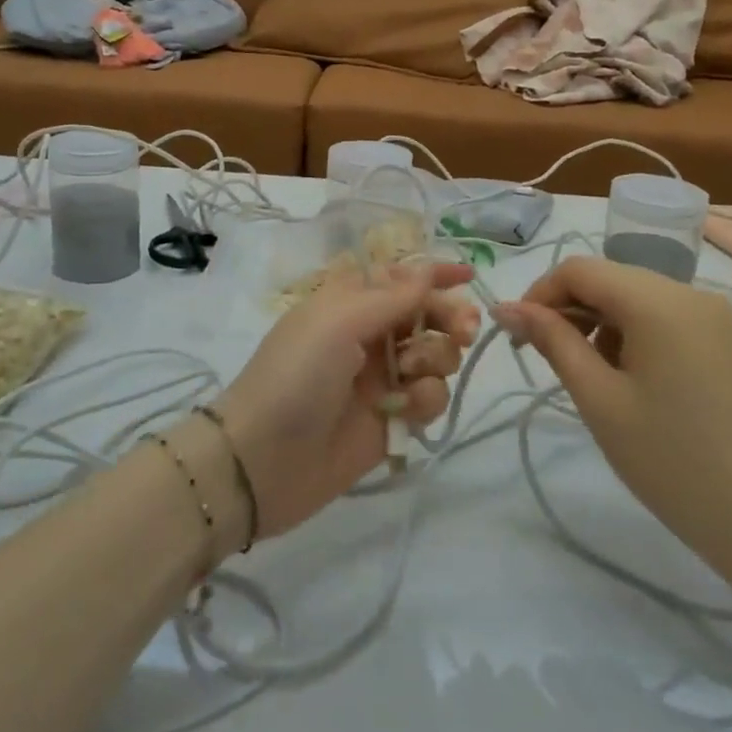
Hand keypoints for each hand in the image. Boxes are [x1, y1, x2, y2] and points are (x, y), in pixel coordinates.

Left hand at [213, 261, 478, 539]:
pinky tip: (405, 408)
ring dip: (435, 356)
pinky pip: (430, 396)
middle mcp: (370, 334)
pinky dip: (426, 397)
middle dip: (448, 316)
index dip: (434, 273)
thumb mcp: (339, 322)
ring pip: (436, 355)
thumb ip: (391, 296)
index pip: (401, 277)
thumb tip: (427, 270)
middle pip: (427, 313)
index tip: (470, 274)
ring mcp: (383, 378)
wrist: (262, 460)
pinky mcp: (393, 418)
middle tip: (464, 329)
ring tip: (410, 371)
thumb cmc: (297, 375)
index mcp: (350, 302)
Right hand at [494, 258, 731, 577]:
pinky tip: (650, 389)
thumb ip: (552, 341)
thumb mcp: (599, 399)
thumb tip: (507, 307)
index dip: (541, 293)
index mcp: (659, 302)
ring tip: (603, 380)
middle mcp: (696, 296)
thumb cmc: (671, 461)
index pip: (581, 269)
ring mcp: (728, 322)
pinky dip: (649, 338)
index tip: (522, 335)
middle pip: (616, 280)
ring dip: (610, 325)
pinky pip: (681, 323)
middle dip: (575, 311)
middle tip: (554, 360)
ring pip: (648, 301)